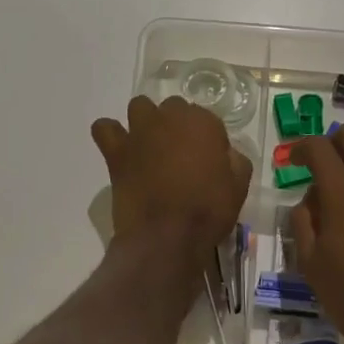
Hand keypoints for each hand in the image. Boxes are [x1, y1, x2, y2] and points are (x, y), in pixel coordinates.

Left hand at [92, 95, 251, 265]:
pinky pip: (104, 128)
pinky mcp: (116, 151)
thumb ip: (235, 159)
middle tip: (180, 156)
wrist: (167, 236)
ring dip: (146, 121)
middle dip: (177, 126)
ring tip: (151, 146)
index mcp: (202, 122)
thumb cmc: (208, 210)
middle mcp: (169, 117)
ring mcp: (140, 131)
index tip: (208, 160)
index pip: (206, 118)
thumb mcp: (239, 186)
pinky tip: (120, 148)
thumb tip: (224, 153)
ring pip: (140, 107)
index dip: (207, 139)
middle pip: (173, 108)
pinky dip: (110, 133)